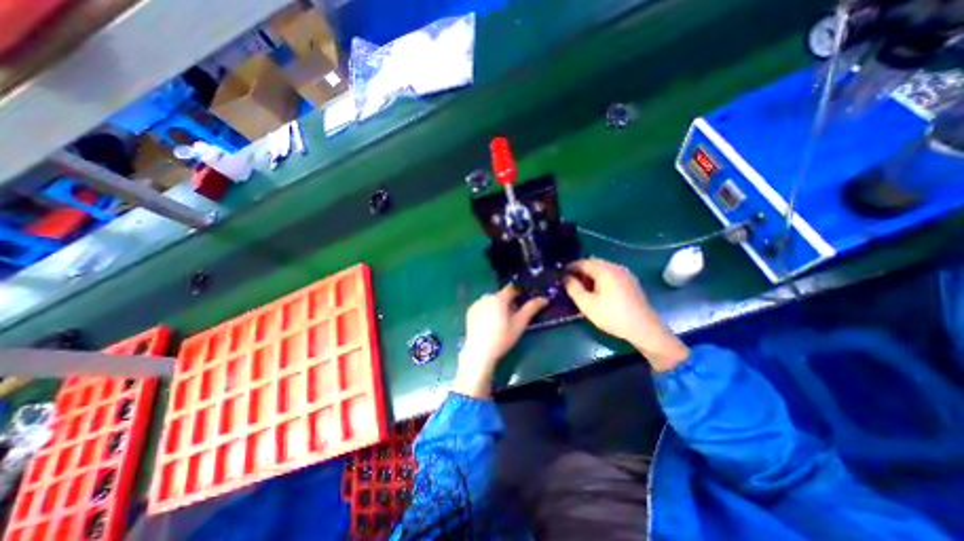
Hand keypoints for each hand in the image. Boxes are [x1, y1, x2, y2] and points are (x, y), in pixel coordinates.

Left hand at [455, 287, 544, 395]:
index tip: (524, 301)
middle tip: (513, 316)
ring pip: (492, 300)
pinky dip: (488, 310)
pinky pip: (483, 306)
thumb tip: (544, 298)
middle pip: (501, 295)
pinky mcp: (470, 311)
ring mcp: (476, 303)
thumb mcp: (520, 323)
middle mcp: (486, 297)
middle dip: (508, 302)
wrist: (479, 352)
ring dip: (498, 306)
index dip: (519, 293)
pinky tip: (489, 324)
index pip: (512, 289)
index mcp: (499, 298)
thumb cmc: (502, 337)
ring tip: (501, 321)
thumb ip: (531, 308)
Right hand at [563, 258, 689, 370]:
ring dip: (591, 275)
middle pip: (593, 263)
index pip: (583, 262)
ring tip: (583, 289)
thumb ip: (573, 288)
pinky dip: (601, 279)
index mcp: (605, 270)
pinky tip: (598, 292)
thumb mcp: (587, 304)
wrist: (644, 328)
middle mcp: (616, 267)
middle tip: (570, 283)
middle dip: (580, 271)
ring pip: (603, 269)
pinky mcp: (630, 282)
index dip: (570, 267)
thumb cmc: (612, 316)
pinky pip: (611, 275)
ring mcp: (625, 274)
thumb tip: (565, 278)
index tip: (561, 275)